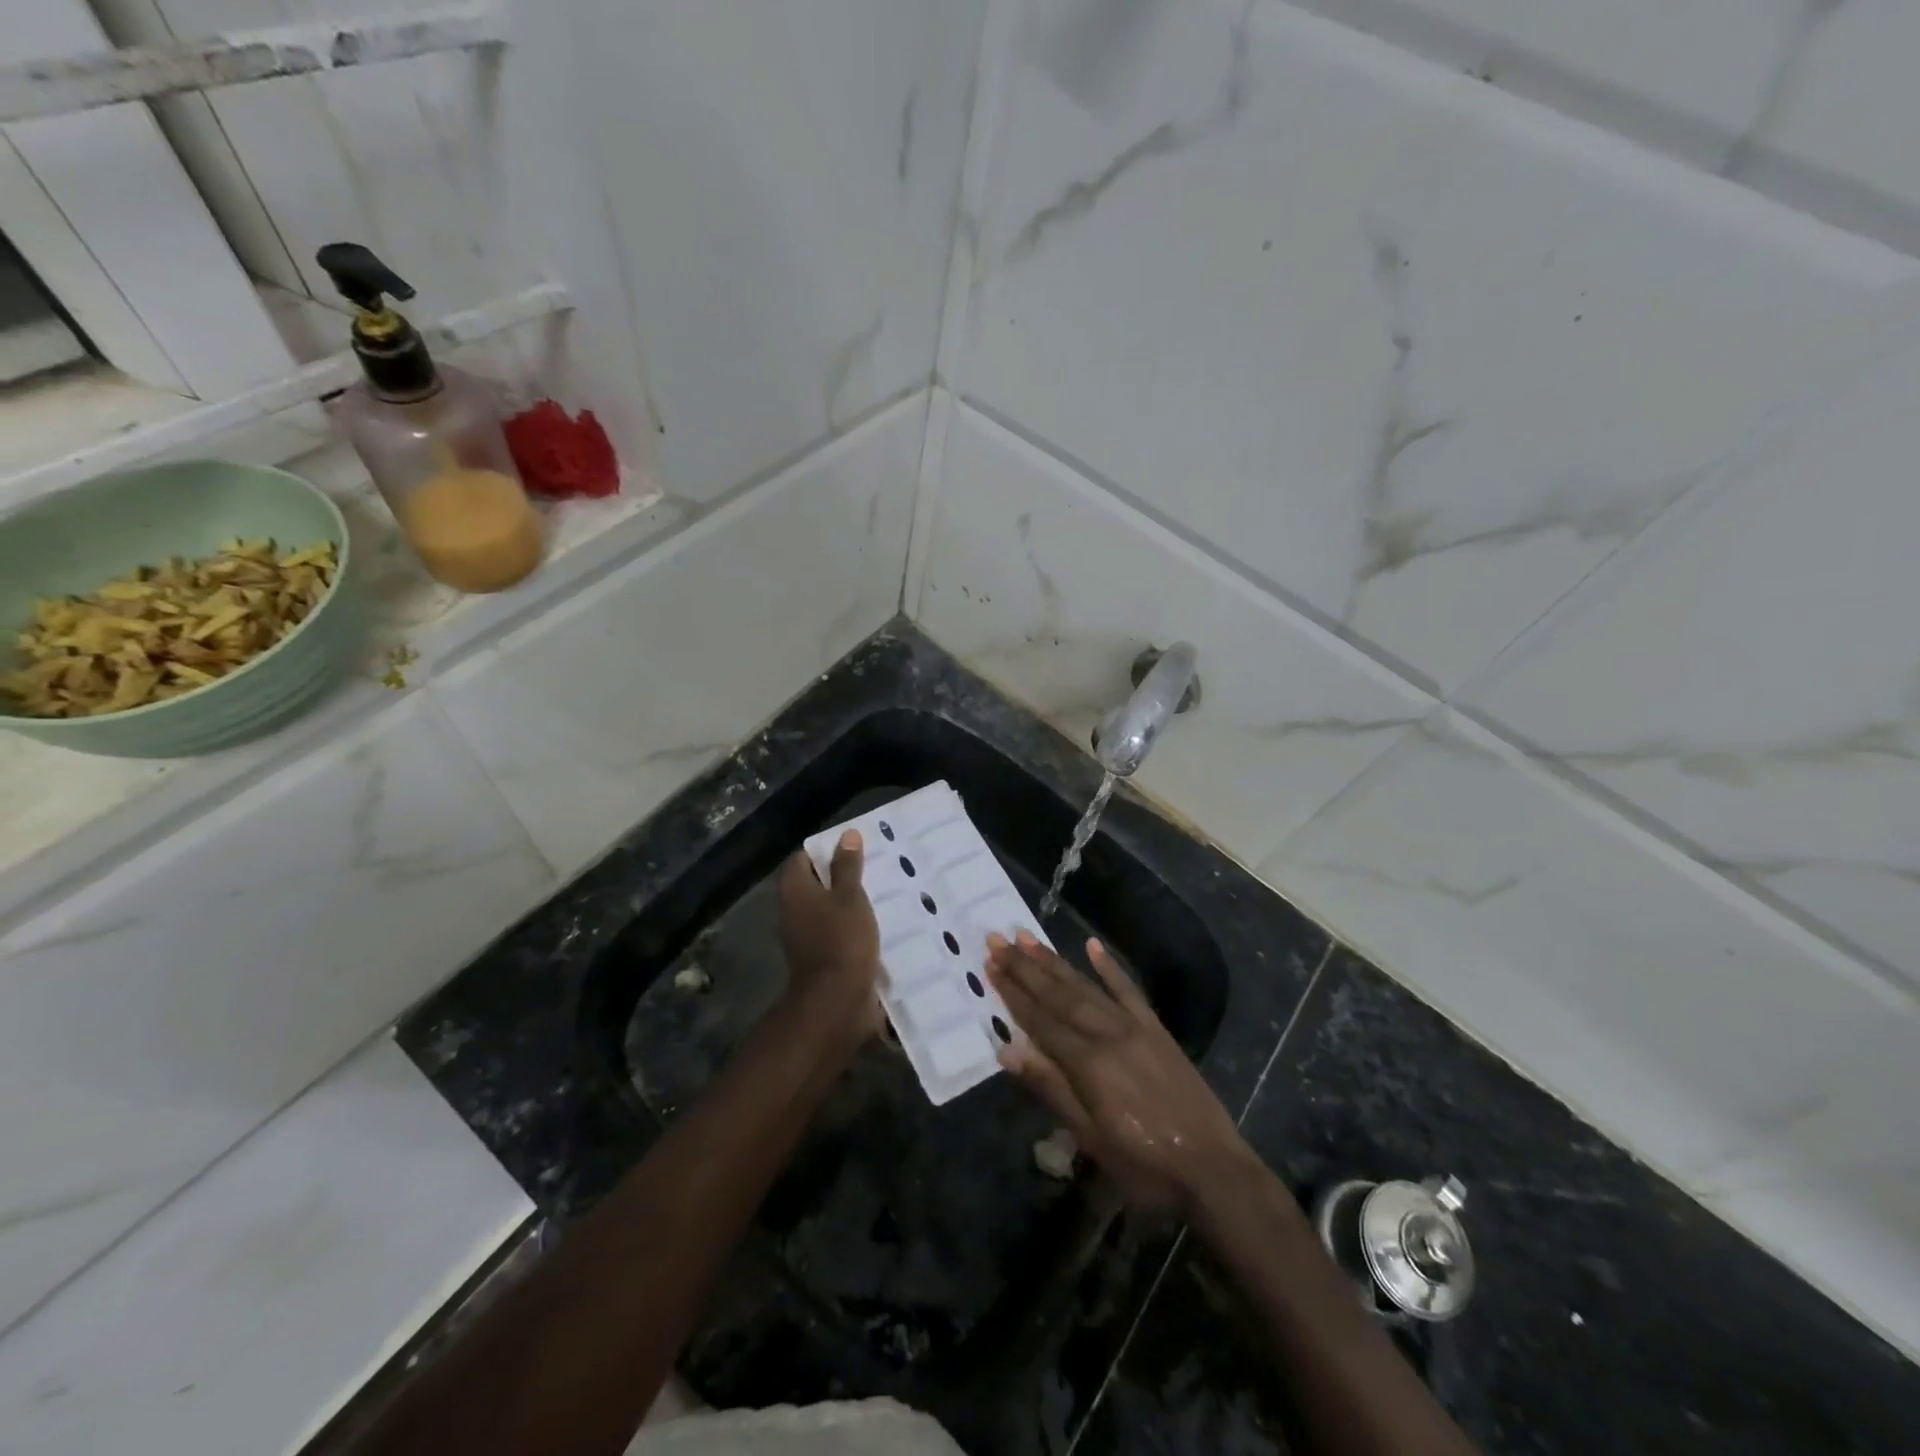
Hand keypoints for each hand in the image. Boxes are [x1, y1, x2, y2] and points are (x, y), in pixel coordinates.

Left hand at [777, 831, 882, 1038]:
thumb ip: (848, 866)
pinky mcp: (822, 956)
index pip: (804, 857)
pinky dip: (854, 924)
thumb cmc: (841, 941)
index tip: (856, 846)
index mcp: (795, 890)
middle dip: (843, 875)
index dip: (828, 848)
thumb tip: (847, 835)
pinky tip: (880, 920)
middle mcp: (793, 910)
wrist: (836, 1002)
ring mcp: (806, 935)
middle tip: (876, 864)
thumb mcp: (850, 897)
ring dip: (851, 901)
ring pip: (829, 908)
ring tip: (884, 889)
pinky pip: (838, 931)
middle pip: (817, 882)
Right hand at [987, 931, 1254, 1216]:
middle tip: (997, 939)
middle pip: (1059, 995)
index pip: (1041, 1020)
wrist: (1214, 1169)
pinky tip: (1093, 946)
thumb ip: (1051, 1089)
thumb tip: (1008, 1051)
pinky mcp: (1157, 1030)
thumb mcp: (1091, 1138)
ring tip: (1028, 938)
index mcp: (1088, 1062)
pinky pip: (1129, 990)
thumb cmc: (1144, 1164)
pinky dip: (1110, 967)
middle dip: (1025, 967)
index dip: (1013, 993)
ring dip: (1055, 961)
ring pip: (1087, 987)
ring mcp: (1135, 1027)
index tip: (991, 965)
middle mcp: (1108, 1033)